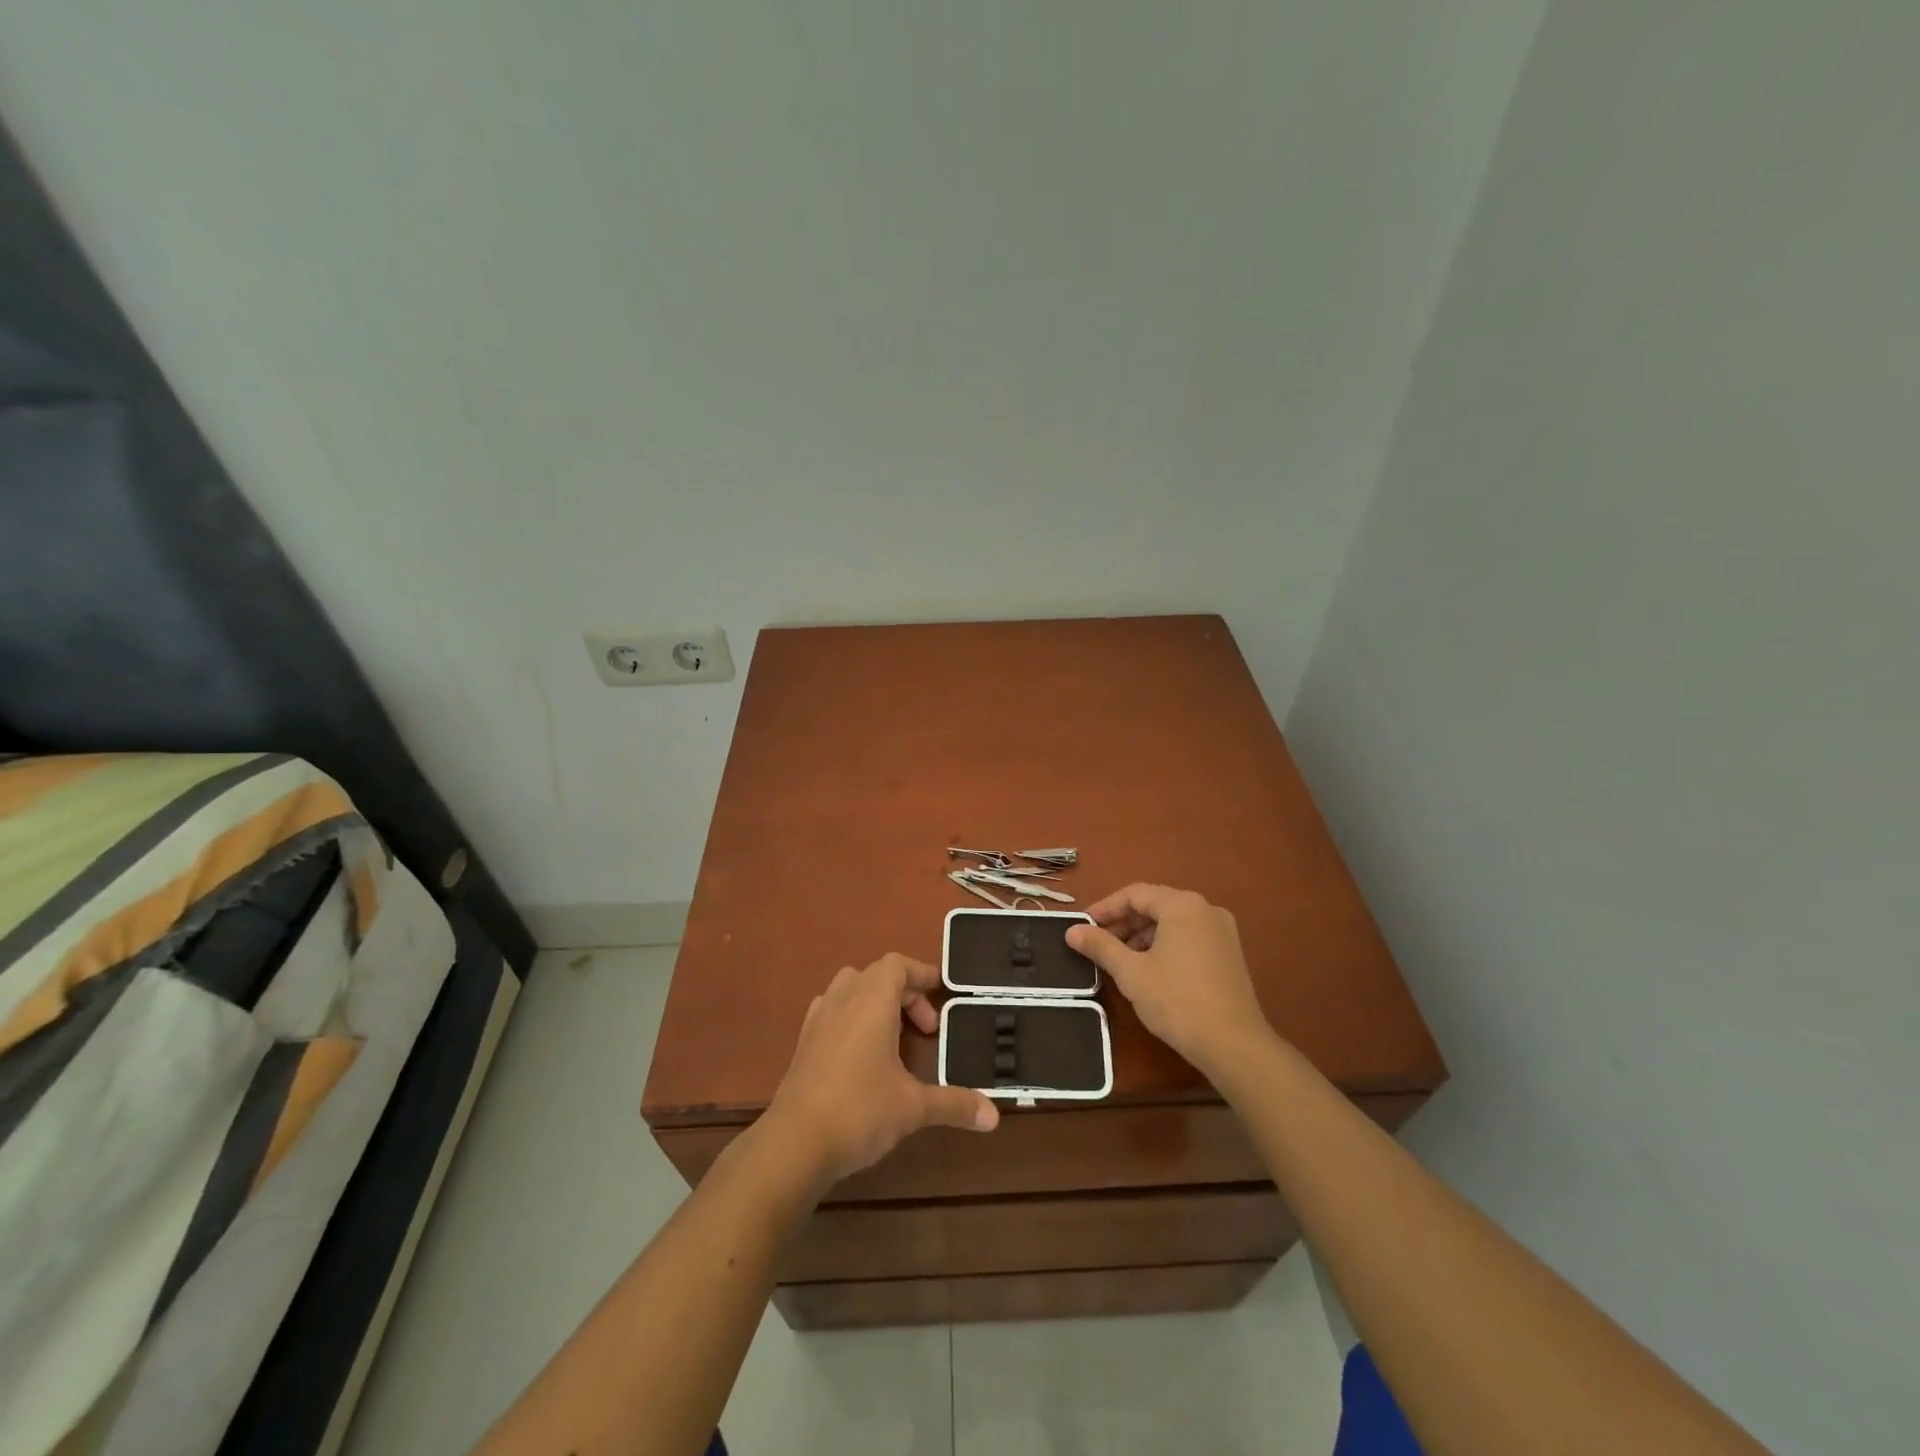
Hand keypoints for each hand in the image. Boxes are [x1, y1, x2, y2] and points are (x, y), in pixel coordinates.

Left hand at [765, 953, 998, 1186]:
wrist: (794, 1143)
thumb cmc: (860, 1111)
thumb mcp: (914, 1107)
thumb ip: (954, 1104)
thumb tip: (994, 1117)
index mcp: (872, 1000)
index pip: (897, 964)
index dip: (922, 972)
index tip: (943, 992)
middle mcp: (843, 999)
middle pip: (876, 975)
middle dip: (905, 994)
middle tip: (927, 1030)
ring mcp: (818, 1020)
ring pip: (849, 989)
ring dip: (876, 1003)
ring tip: (895, 1037)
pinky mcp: (803, 1043)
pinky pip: (832, 1012)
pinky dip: (852, 1019)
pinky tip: (862, 1055)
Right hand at [1066, 884, 1275, 1077]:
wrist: (1234, 1045)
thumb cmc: (1177, 1001)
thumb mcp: (1131, 972)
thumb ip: (1100, 946)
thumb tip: (1071, 931)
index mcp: (1182, 905)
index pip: (1135, 894)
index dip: (1105, 908)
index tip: (1083, 926)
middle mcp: (1205, 909)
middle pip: (1155, 905)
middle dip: (1123, 923)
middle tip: (1097, 944)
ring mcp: (1222, 931)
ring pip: (1172, 922)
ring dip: (1142, 935)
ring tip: (1119, 959)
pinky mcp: (1229, 953)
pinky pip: (1188, 936)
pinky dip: (1164, 945)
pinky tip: (1149, 968)